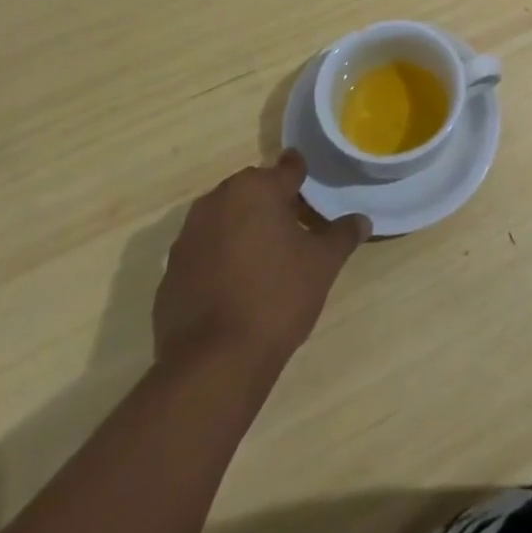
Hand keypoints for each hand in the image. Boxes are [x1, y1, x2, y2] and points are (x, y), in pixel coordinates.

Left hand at [153, 152, 368, 373]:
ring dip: (242, 229)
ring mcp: (187, 237)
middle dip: (271, 203)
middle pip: (252, 190)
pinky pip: (203, 252)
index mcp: (256, 189)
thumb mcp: (323, 264)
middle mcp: (217, 201)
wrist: (212, 364)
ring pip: (224, 219)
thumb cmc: (276, 297)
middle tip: (293, 227)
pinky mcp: (169, 273)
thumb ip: (343, 235)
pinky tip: (235, 287)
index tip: (311, 187)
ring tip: (264, 258)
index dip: (302, 177)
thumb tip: (362, 220)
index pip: (288, 168)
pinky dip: (218, 259)